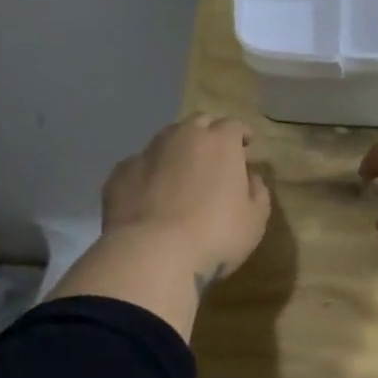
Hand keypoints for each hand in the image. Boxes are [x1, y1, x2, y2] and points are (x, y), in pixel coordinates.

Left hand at [103, 116, 270, 288]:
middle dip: (209, 135)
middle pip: (199, 123)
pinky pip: (140, 166)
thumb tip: (251, 179)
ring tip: (180, 175)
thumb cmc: (215, 235)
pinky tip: (150, 196)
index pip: (234, 125)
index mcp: (220, 142)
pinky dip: (149, 174)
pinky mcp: (120, 173)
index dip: (241, 135)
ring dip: (177, 150)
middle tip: (214, 158)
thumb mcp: (254, 220)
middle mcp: (183, 136)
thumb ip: (257, 193)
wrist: (151, 254)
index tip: (246, 148)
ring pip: (166, 140)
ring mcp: (147, 152)